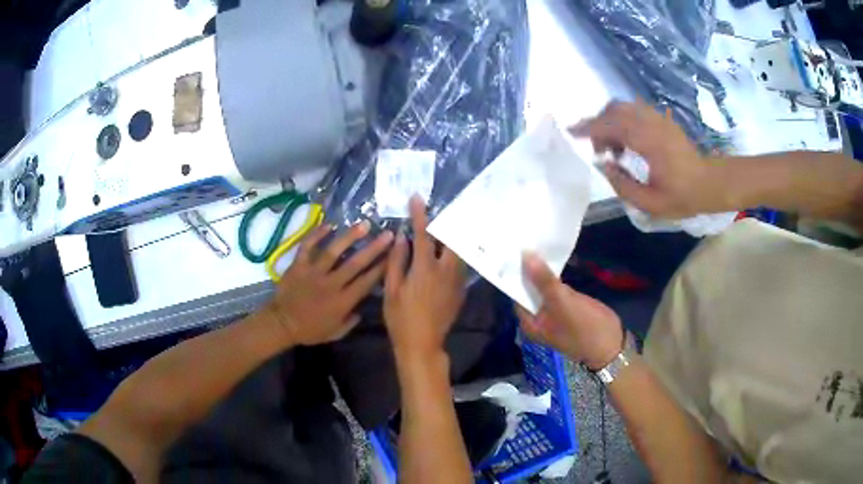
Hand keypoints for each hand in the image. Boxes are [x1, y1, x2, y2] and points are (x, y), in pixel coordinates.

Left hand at [266, 222, 392, 345]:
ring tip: (363, 225)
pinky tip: (329, 225)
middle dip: (374, 248)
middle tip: (387, 234)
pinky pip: (307, 246)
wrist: (282, 324)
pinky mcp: (298, 265)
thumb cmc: (309, 330)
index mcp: (342, 302)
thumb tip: (361, 309)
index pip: (366, 282)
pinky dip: (316, 234)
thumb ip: (351, 321)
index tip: (394, 255)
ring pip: (333, 251)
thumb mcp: (335, 333)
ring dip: (350, 237)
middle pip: (355, 263)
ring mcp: (313, 272)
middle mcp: (331, 284)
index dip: (381, 268)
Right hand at [384, 196, 466, 362]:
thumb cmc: (401, 318)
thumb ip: (396, 262)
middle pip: (451, 239)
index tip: (417, 198)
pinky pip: (460, 266)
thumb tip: (401, 238)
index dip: (419, 214)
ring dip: (452, 239)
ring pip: (459, 252)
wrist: (422, 344)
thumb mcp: (391, 290)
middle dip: (446, 224)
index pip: (423, 234)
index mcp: (424, 268)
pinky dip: (454, 255)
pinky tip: (447, 256)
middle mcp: (445, 270)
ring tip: (445, 231)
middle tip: (439, 214)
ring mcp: (457, 281)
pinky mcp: (461, 291)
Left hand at [518, 253, 622, 369]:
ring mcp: (554, 313)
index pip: (516, 294)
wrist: (612, 345)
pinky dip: (554, 277)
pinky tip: (553, 259)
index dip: (516, 273)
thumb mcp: (562, 302)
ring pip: (543, 289)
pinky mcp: (568, 307)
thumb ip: (543, 280)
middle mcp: (538, 319)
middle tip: (525, 242)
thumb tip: (525, 256)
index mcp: (530, 323)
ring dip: (542, 272)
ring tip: (536, 245)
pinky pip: (557, 289)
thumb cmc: (584, 327)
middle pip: (529, 291)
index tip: (515, 250)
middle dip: (529, 270)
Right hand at [573, 100, 726, 218]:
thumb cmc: (682, 196)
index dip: (590, 128)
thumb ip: (623, 185)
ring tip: (614, 147)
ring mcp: (658, 118)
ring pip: (624, 106)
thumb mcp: (651, 203)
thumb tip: (604, 164)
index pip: (612, 125)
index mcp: (649, 143)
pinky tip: (627, 140)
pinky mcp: (662, 119)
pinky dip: (623, 119)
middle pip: (615, 109)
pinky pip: (635, 109)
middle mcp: (652, 124)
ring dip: (610, 121)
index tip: (573, 132)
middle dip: (599, 124)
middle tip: (599, 149)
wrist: (709, 183)